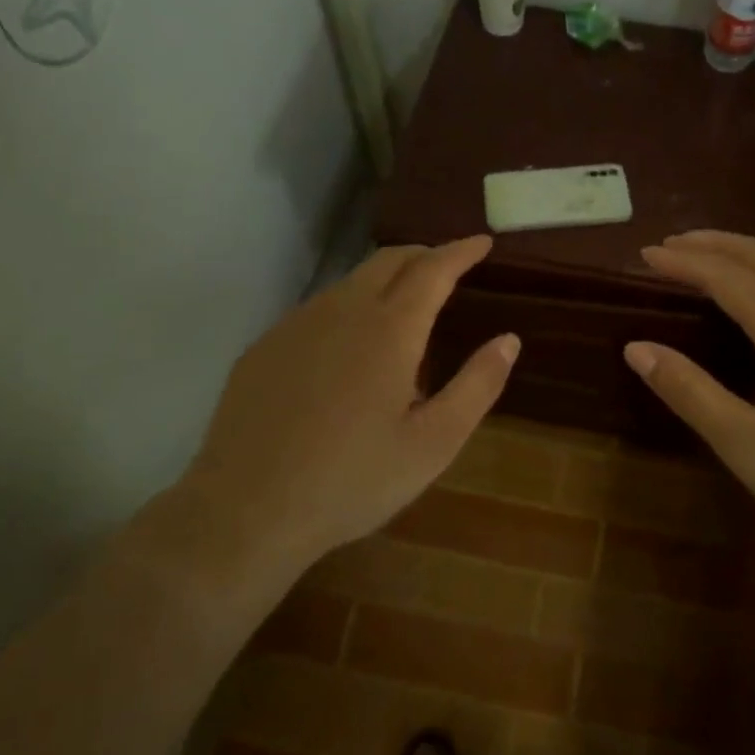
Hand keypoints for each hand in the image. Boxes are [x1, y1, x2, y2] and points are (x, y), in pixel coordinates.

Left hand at [147, 238, 517, 593]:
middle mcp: (342, 311)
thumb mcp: (433, 444)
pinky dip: (349, 307)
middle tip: (448, 266)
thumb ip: (477, 386)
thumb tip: (509, 340)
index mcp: (390, 330)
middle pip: (389, 260)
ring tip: (404, 308)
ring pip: (350, 282)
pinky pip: (318, 310)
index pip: (433, 269)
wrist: (245, 511)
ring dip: (386, 280)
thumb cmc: (353, 481)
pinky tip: (348, 348)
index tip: (482, 242)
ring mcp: (296, 325)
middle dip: (424, 254)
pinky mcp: (265, 346)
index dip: (461, 251)